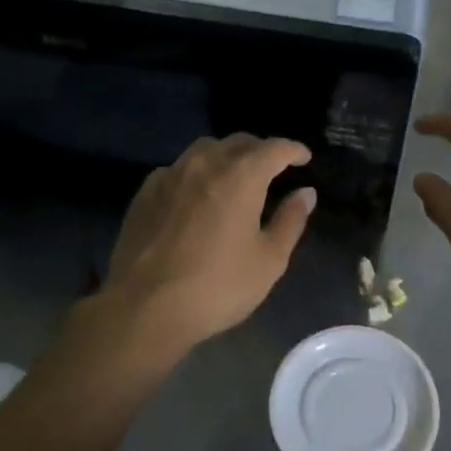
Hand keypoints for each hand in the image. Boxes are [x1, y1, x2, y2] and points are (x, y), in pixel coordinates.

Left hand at [100, 134, 315, 354]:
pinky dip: (197, 173)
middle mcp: (205, 164)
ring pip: (205, 149)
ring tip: (235, 177)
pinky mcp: (145, 192)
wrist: (144, 308)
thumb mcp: (268, 260)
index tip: (304, 158)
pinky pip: (178, 169)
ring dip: (226, 156)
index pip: (274, 148)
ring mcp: (170, 175)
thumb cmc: (217, 286)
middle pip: (239, 142)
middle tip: (273, 169)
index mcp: (241, 176)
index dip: (293, 150)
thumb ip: (290, 220)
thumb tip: (306, 193)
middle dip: (261, 150)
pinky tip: (197, 196)